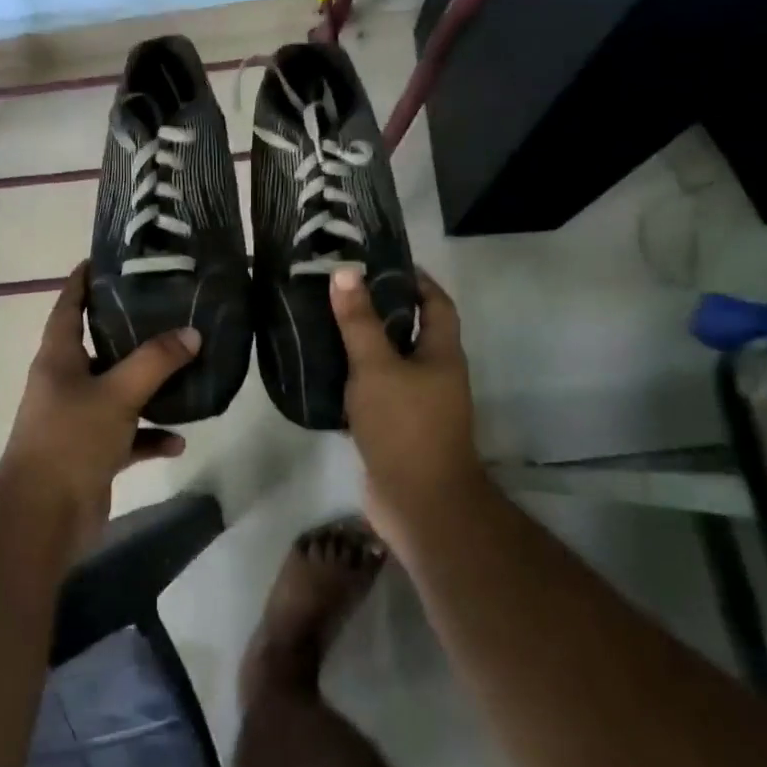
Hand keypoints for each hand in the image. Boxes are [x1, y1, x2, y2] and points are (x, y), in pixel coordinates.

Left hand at [0, 262, 195, 556]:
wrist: (42, 518)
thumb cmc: (71, 440)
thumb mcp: (117, 394)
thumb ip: (155, 362)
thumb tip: (192, 333)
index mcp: (59, 358)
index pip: (68, 305)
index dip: (83, 279)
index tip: (106, 257)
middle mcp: (66, 382)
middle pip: (99, 345)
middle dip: (130, 329)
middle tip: (166, 307)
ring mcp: (79, 418)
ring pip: (119, 390)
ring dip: (148, 385)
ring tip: (186, 369)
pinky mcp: (93, 452)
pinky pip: (129, 435)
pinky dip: (151, 436)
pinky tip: (179, 440)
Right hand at [331, 266, 486, 549]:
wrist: (420, 504)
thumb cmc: (405, 426)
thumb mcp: (377, 367)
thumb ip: (359, 322)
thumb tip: (346, 272)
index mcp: (442, 354)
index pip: (437, 304)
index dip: (417, 280)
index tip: (384, 261)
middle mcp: (435, 375)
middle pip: (411, 331)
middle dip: (381, 309)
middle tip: (341, 289)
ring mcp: (417, 405)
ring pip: (390, 363)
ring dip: (364, 345)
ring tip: (325, 322)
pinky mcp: (396, 429)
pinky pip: (375, 392)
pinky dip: (354, 379)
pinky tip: (324, 371)